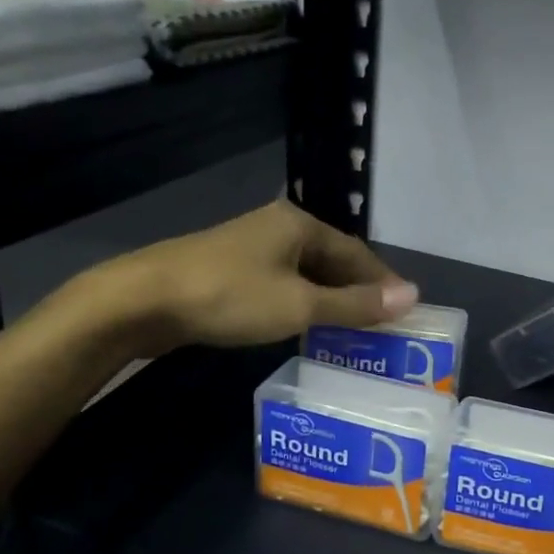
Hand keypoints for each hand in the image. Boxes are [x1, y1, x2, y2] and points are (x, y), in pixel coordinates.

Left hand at [91, 200, 417, 356]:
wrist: (141, 300)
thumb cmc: (230, 296)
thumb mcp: (300, 305)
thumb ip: (355, 304)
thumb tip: (412, 296)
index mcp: (300, 224)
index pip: (356, 252)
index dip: (382, 281)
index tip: (405, 309)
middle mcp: (278, 227)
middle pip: (331, 259)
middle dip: (357, 291)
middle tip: (380, 324)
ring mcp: (250, 246)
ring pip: (305, 272)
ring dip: (329, 298)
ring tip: (350, 329)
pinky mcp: (228, 268)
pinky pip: (280, 282)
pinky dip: (301, 301)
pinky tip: (304, 323)